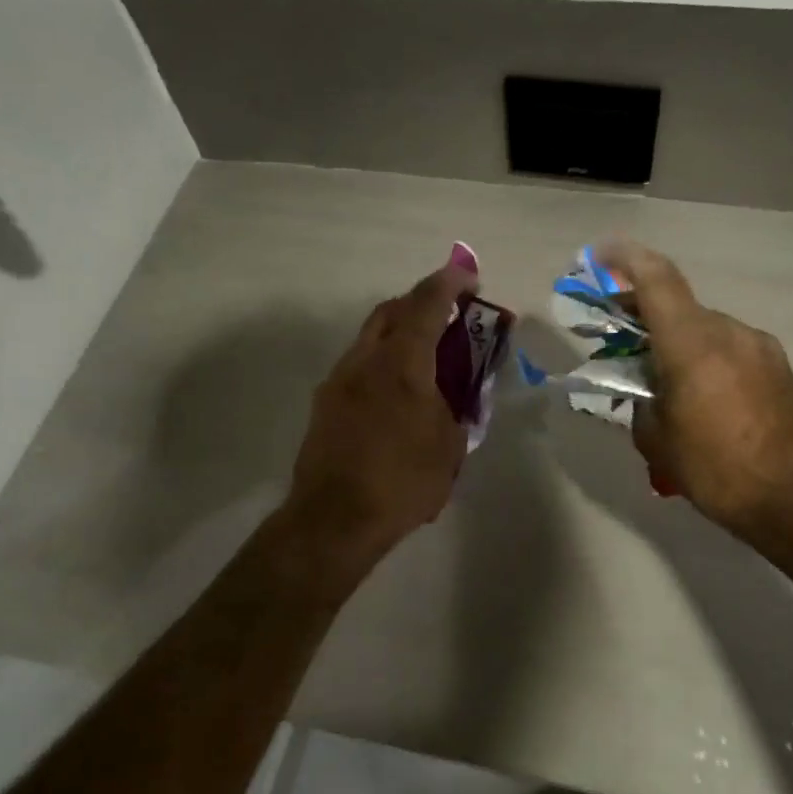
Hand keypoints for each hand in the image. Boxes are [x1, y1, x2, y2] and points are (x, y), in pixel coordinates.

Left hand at [285, 255, 478, 554]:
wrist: (334, 519)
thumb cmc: (402, 481)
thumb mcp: (450, 446)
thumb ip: (457, 408)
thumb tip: (455, 397)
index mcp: (402, 363)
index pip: (426, 304)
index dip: (449, 283)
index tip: (467, 274)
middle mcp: (365, 360)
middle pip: (391, 310)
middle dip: (420, 303)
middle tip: (446, 315)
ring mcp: (339, 380)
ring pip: (370, 337)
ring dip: (398, 333)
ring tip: (424, 357)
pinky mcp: (324, 403)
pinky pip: (358, 365)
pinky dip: (381, 361)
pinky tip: (395, 392)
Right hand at [601, 242, 792, 543]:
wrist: (791, 497)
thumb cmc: (713, 468)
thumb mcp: (655, 436)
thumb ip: (640, 395)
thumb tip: (643, 382)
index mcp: (692, 344)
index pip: (658, 280)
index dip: (627, 259)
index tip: (602, 254)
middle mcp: (728, 331)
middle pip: (678, 306)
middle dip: (645, 314)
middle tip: (619, 334)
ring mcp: (758, 344)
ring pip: (705, 327)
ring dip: (678, 339)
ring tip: (664, 375)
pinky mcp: (777, 362)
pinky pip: (730, 345)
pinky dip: (706, 354)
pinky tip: (703, 390)